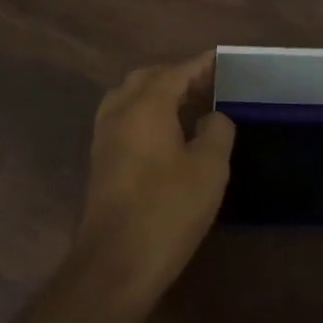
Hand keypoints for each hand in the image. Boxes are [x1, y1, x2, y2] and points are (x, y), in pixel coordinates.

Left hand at [69, 51, 235, 311]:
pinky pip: (124, 120)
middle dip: (177, 76)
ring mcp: (104, 137)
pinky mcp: (101, 162)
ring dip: (158, 95)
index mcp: (145, 106)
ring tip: (189, 107)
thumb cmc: (168, 209)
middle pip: (147, 79)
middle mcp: (118, 112)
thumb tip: (213, 117)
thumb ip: (217, 131)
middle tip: (208, 85)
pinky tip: (168, 135)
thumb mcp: (209, 168)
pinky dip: (146, 115)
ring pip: (130, 99)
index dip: (200, 64)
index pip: (176, 71)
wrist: (116, 263)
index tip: (221, 59)